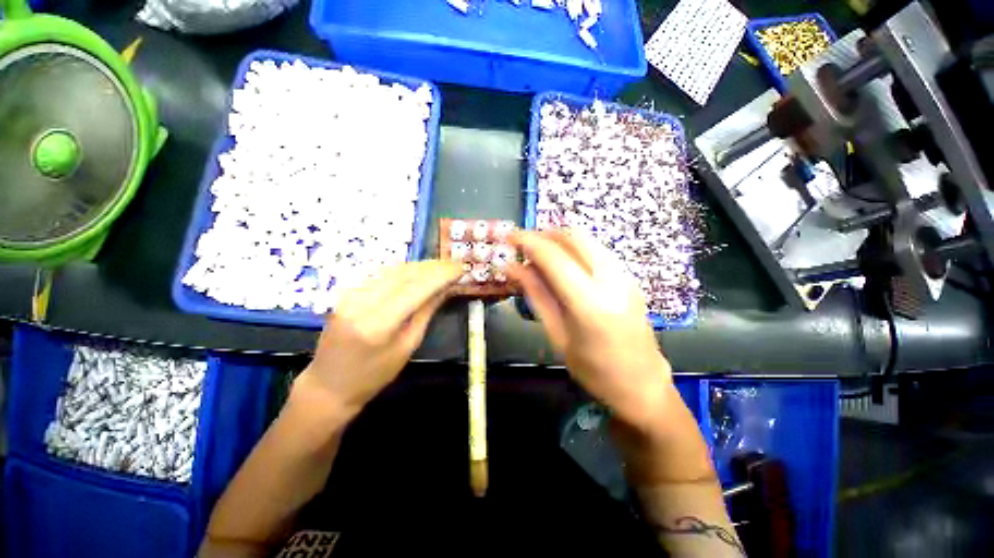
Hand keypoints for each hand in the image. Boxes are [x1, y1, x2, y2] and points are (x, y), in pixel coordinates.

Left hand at [298, 261, 462, 418]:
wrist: (329, 385)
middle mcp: (362, 301)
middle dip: (433, 266)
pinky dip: (404, 270)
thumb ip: (426, 312)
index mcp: (379, 323)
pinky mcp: (347, 292)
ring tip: (441, 266)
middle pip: (405, 273)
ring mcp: (350, 294)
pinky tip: (418, 272)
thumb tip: (446, 288)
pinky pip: (381, 274)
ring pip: (393, 269)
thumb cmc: (374, 375)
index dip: (441, 275)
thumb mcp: (408, 346)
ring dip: (420, 266)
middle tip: (454, 264)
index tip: (460, 268)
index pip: (416, 288)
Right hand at [506, 230, 674, 428]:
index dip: (527, 241)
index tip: (509, 237)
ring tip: (538, 256)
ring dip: (558, 240)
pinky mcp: (629, 276)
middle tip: (523, 247)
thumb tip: (513, 268)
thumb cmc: (594, 370)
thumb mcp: (557, 335)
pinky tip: (561, 265)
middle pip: (573, 236)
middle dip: (544, 234)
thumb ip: (536, 295)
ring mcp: (624, 275)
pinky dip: (573, 249)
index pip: (553, 257)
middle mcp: (611, 280)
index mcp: (589, 303)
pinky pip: (596, 249)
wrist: (642, 383)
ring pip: (586, 239)